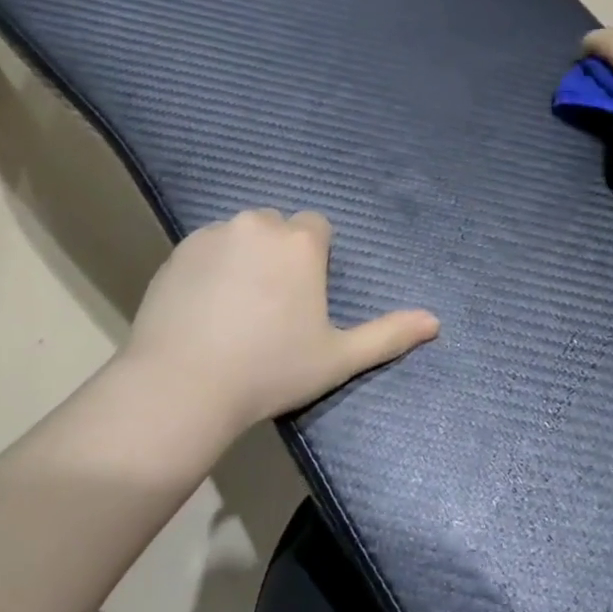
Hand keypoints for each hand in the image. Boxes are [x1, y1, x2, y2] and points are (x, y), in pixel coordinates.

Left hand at [120, 209, 439, 444]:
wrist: (183, 385)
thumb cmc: (270, 370)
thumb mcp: (337, 358)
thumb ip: (388, 335)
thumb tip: (436, 321)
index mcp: (299, 242)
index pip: (317, 228)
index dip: (315, 258)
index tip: (305, 296)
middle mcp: (257, 225)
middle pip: (278, 228)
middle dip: (280, 253)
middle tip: (272, 304)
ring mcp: (212, 235)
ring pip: (240, 236)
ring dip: (245, 257)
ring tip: (236, 308)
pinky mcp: (177, 251)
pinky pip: (206, 249)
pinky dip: (211, 267)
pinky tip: (204, 308)